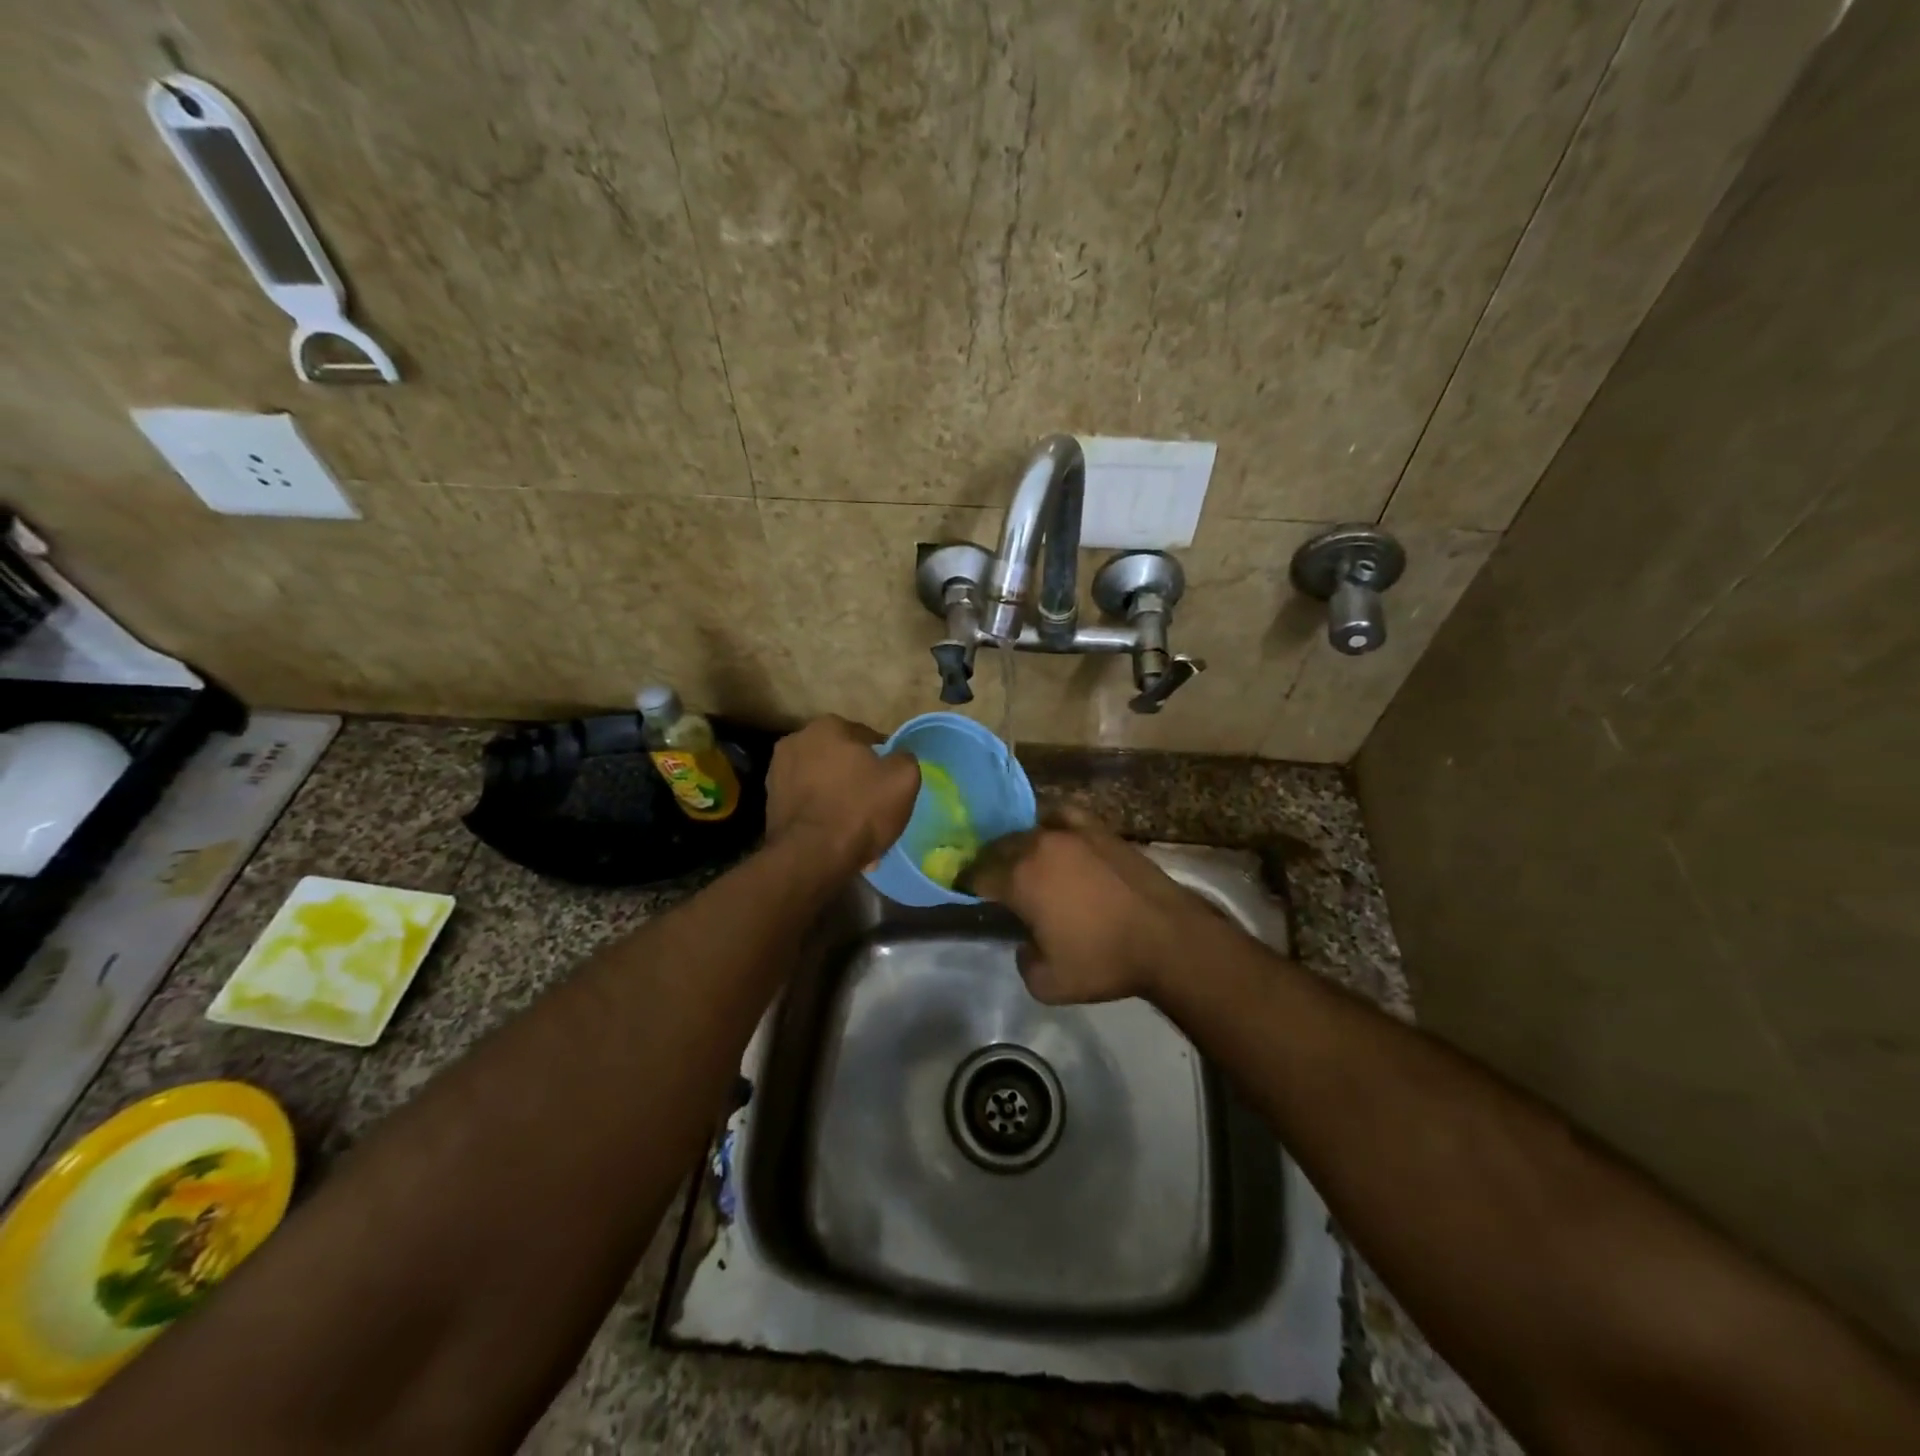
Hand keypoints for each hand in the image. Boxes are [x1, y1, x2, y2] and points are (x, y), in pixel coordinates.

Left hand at [765, 716, 919, 873]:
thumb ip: (904, 758)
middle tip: (874, 805)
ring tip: (855, 827)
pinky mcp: (770, 803)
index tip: (892, 783)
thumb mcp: (903, 779)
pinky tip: (836, 837)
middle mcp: (796, 741)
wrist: (812, 857)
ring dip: (837, 798)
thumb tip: (897, 758)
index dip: (884, 760)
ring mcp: (777, 772)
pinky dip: (821, 815)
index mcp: (828, 726)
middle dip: (856, 778)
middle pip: (840, 760)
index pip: (867, 738)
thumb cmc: (860, 809)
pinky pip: (807, 804)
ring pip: (822, 783)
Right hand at [963, 810, 1217, 1003]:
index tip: (966, 894)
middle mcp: (1037, 846)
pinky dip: (1050, 823)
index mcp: (1019, 879)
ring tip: (1023, 862)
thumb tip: (1026, 942)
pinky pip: (1062, 815)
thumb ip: (1022, 960)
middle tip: (993, 883)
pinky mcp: (1098, 829)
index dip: (967, 885)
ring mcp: (1070, 832)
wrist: (1166, 938)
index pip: (977, 874)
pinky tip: (1053, 835)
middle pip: (998, 847)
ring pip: (1028, 830)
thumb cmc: (1103, 960)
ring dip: (1018, 846)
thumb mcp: (1047, 984)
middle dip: (990, 864)